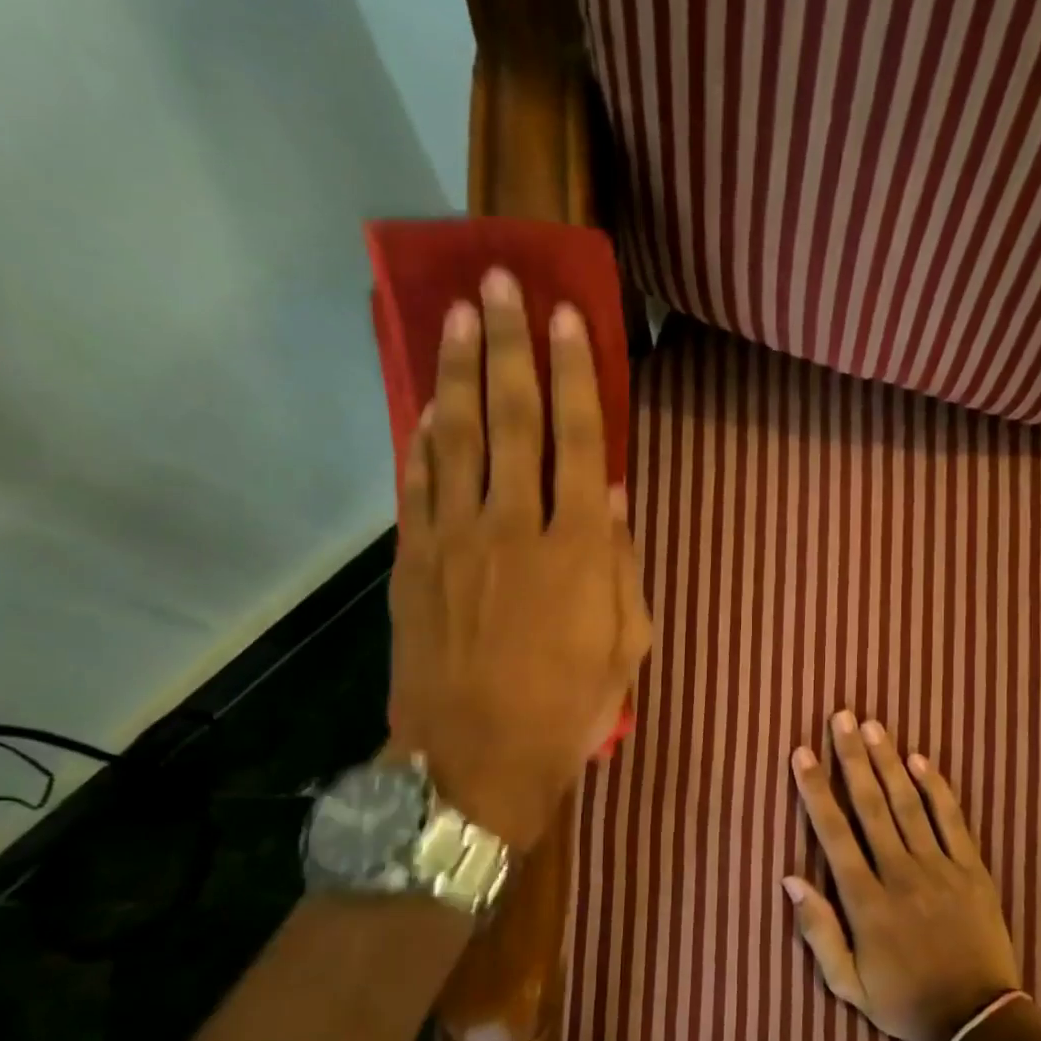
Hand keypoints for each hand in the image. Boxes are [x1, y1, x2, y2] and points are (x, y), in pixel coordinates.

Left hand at [387, 267, 651, 850]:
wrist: (476, 759)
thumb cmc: (568, 709)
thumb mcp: (626, 646)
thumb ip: (623, 566)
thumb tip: (617, 497)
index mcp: (578, 549)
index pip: (580, 440)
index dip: (575, 374)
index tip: (566, 318)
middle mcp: (515, 526)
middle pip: (512, 417)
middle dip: (509, 344)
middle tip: (502, 280)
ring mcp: (456, 540)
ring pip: (456, 435)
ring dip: (457, 369)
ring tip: (457, 313)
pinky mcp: (414, 562)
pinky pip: (417, 484)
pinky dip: (422, 438)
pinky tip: (425, 403)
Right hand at [783, 711, 1022, 1040]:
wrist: (976, 1022)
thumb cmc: (903, 1001)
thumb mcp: (846, 983)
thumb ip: (817, 930)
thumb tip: (789, 879)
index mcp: (865, 901)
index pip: (834, 833)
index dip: (816, 790)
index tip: (803, 753)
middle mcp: (900, 874)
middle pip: (870, 805)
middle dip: (852, 758)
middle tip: (842, 717)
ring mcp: (940, 869)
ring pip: (908, 804)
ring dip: (888, 762)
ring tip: (873, 726)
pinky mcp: (972, 870)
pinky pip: (952, 821)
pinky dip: (935, 788)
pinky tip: (920, 760)